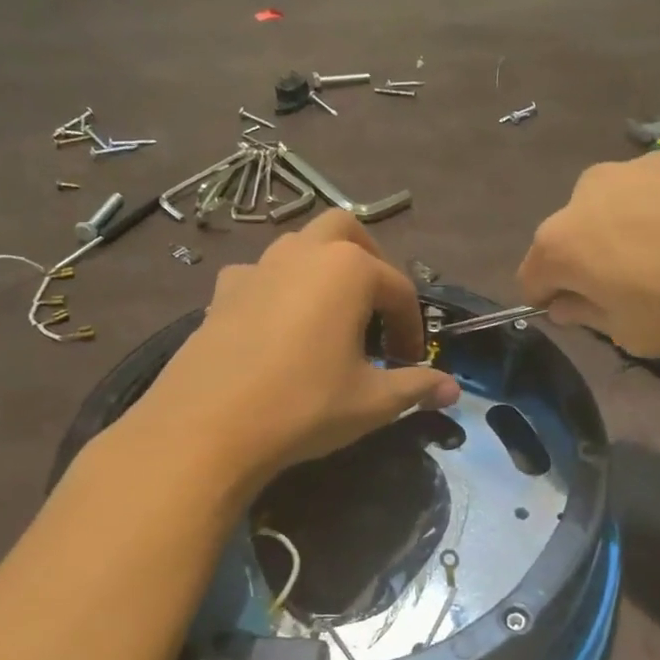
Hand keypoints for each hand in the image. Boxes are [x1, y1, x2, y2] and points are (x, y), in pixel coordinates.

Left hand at [101, 211, 459, 491]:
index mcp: (348, 269)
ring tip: (331, 316)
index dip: (411, 326)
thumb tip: (452, 389)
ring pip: (300, 245)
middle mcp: (303, 252)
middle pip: (347, 231)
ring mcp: (257, 267)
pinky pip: (262, 274)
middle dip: (371, 260)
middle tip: (377, 306)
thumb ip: (417, 386)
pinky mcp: (223, 291)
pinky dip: (280, 287)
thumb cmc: (304, 406)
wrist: (207, 428)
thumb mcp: (372, 401)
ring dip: (324, 268)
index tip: (411, 361)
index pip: (399, 289)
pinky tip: (278, 325)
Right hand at [517, 115, 659, 354]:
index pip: (532, 276)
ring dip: (642, 235)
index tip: (587, 318)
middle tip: (649, 294)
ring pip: (624, 209)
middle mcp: (590, 191)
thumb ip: (593, 319)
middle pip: (578, 236)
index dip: (553, 301)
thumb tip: (570, 302)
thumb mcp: (642, 334)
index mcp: (564, 240)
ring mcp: (642, 162)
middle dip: (599, 265)